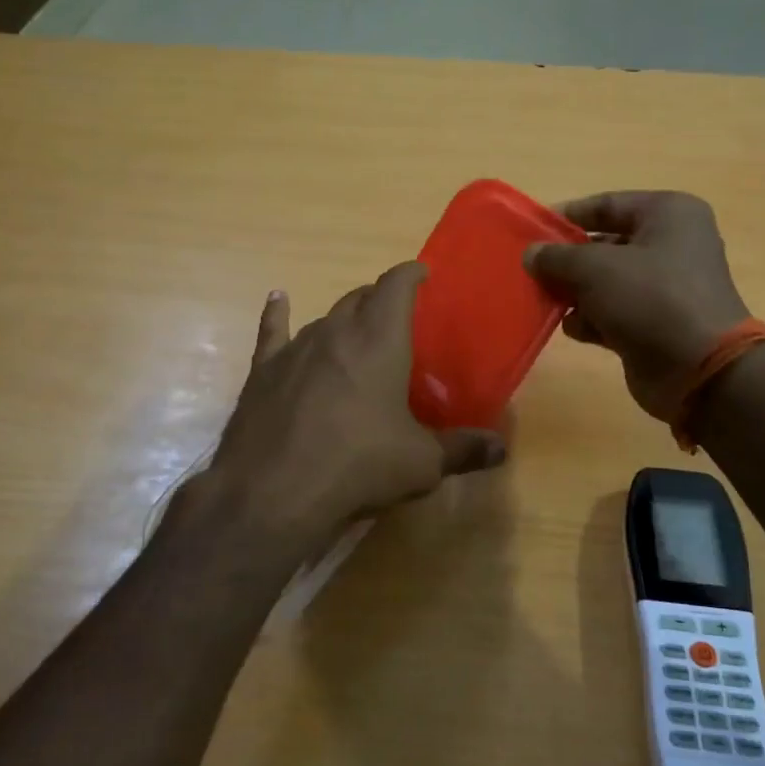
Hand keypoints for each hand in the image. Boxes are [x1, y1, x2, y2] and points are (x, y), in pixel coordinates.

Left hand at [196, 263, 506, 556]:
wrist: (275, 492)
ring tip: (355, 330)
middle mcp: (336, 332)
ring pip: (324, 317)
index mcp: (379, 341)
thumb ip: (463, 450)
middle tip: (395, 316)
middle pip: (360, 298)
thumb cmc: (360, 467)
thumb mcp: (422, 463)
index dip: (410, 274)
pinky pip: (273, 331)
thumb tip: (500, 448)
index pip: (396, 286)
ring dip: (344, 319)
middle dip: (379, 299)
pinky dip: (278, 314)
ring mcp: (296, 348)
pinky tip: (278, 300)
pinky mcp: (264, 371)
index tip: (421, 273)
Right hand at [524, 191, 750, 421]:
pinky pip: (614, 312)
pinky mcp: (657, 323)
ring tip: (545, 301)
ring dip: (576, 292)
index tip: (532, 231)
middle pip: (605, 244)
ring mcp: (666, 287)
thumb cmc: (650, 299)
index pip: (608, 204)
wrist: (699, 369)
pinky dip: (592, 319)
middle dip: (568, 260)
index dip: (568, 216)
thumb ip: (557, 257)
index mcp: (669, 214)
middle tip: (532, 271)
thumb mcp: (594, 269)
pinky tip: (572, 328)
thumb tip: (531, 254)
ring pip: (607, 281)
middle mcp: (672, 244)